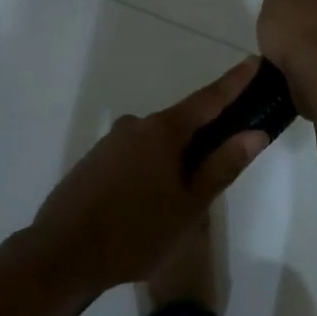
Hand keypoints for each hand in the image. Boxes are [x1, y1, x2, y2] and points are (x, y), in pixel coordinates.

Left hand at [30, 58, 270, 292]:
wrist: (60, 255)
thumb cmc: (135, 232)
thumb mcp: (189, 205)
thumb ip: (222, 166)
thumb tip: (255, 133)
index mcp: (163, 131)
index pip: (209, 99)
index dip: (235, 82)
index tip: (254, 60)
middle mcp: (135, 126)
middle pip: (181, 124)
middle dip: (204, 137)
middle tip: (221, 166)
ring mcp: (110, 142)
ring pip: (155, 144)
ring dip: (173, 161)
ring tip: (179, 202)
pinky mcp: (93, 161)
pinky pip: (133, 157)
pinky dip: (149, 170)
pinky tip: (147, 204)